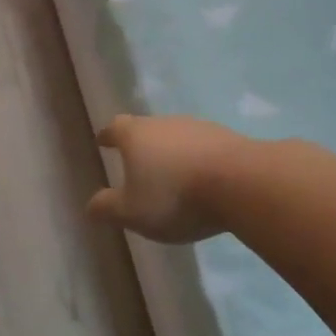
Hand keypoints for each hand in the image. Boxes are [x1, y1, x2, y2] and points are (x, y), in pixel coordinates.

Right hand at [87, 114, 246, 242]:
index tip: (103, 141)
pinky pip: (205, 149)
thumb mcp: (132, 212)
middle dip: (141, 145)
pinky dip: (199, 161)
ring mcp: (201, 128)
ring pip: (178, 137)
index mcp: (136, 135)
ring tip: (172, 174)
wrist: (243, 184)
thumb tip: (91, 205)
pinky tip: (203, 181)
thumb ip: (108, 208)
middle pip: (148, 129)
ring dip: (173, 153)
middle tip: (137, 162)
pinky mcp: (231, 140)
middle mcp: (166, 123)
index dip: (107, 136)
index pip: (115, 128)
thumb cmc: (175, 196)